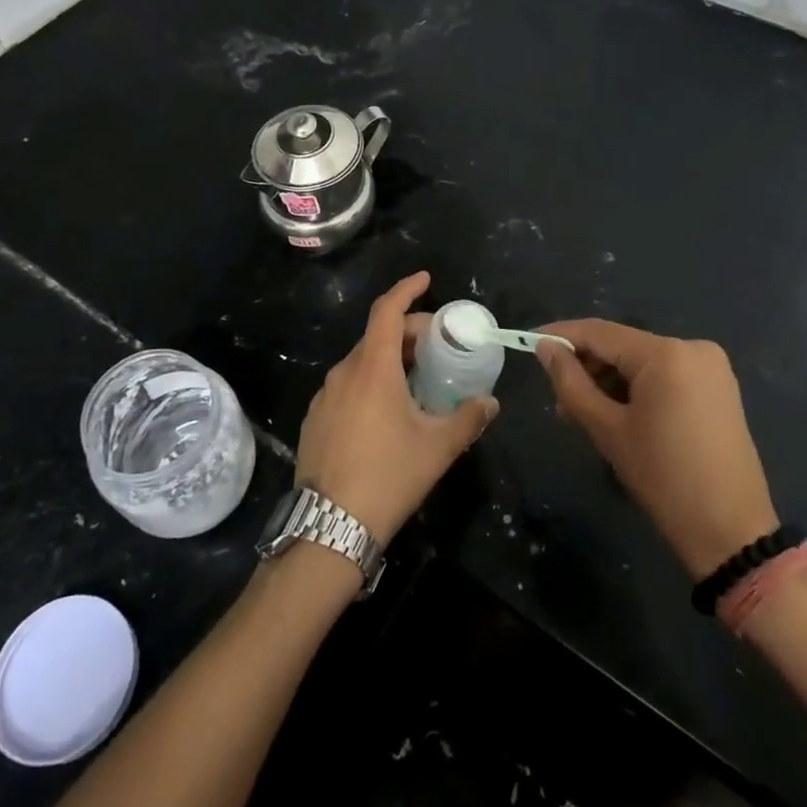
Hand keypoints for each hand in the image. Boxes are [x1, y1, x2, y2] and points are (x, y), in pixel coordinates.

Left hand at [296, 272, 496, 544]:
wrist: (330, 526)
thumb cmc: (389, 475)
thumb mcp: (437, 448)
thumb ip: (468, 419)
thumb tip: (491, 402)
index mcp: (373, 368)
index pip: (387, 311)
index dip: (407, 290)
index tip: (426, 280)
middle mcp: (344, 372)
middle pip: (377, 336)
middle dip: (408, 332)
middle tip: (437, 346)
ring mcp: (324, 396)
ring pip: (361, 362)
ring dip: (389, 359)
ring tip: (417, 380)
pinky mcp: (315, 419)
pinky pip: (347, 386)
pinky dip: (370, 382)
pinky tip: (386, 411)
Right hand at [536, 320, 777, 577]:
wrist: (732, 534)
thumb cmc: (664, 480)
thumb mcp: (607, 430)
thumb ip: (571, 382)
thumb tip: (545, 347)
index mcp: (667, 353)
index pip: (600, 332)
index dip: (561, 335)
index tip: (528, 341)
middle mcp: (692, 347)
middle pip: (622, 346)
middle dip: (586, 368)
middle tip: (559, 402)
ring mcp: (710, 366)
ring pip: (641, 361)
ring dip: (610, 381)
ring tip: (584, 415)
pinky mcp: (718, 387)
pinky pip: (664, 375)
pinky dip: (637, 389)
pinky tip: (618, 415)